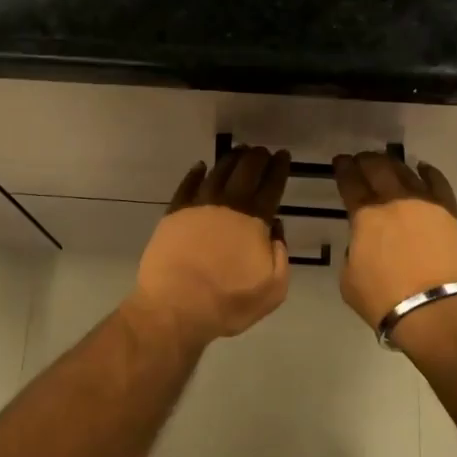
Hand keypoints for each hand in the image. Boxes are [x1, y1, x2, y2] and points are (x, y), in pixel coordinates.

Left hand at [130, 146, 291, 350]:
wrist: (176, 306)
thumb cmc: (229, 302)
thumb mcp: (273, 288)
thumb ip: (280, 255)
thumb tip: (275, 228)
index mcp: (255, 220)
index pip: (271, 186)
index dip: (279, 168)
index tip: (283, 155)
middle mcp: (228, 205)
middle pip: (245, 171)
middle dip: (257, 157)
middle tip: (262, 150)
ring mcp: (198, 206)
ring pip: (217, 172)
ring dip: (230, 160)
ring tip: (239, 153)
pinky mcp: (174, 213)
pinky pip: (187, 185)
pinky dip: (196, 173)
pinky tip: (201, 167)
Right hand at [333, 151, 456, 331]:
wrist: (436, 312)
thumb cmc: (384, 300)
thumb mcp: (349, 277)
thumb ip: (354, 251)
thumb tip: (364, 243)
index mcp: (365, 216)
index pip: (350, 182)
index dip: (343, 169)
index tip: (340, 161)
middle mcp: (395, 201)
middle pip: (378, 168)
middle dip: (366, 161)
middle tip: (361, 160)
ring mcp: (426, 204)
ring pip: (407, 172)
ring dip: (393, 165)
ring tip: (387, 163)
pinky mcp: (451, 214)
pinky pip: (438, 184)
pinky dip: (428, 173)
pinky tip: (422, 169)